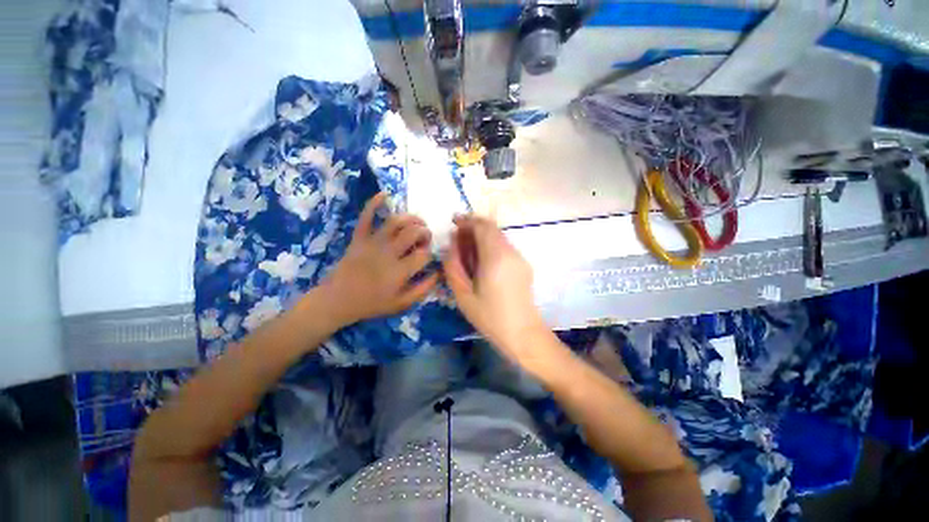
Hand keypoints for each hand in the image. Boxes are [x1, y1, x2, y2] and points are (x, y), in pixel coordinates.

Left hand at [323, 193, 438, 324]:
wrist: (337, 300)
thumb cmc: (372, 303)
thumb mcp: (401, 304)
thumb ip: (422, 289)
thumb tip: (438, 273)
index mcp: (400, 271)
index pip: (424, 254)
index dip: (430, 252)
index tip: (428, 255)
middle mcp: (389, 253)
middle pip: (413, 233)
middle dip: (425, 232)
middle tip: (426, 236)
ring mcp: (373, 243)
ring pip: (396, 222)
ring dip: (411, 218)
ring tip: (417, 221)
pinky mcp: (359, 237)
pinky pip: (366, 216)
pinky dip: (374, 203)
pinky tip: (385, 194)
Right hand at [442, 215, 553, 369]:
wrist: (523, 334)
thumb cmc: (490, 317)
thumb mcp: (463, 295)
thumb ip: (453, 267)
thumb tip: (450, 245)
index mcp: (496, 257)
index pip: (482, 226)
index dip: (467, 221)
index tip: (453, 223)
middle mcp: (510, 252)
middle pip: (492, 228)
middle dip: (473, 227)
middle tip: (457, 237)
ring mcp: (519, 258)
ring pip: (498, 237)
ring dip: (482, 236)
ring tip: (466, 249)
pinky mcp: (523, 265)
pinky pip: (504, 247)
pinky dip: (490, 245)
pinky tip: (481, 261)